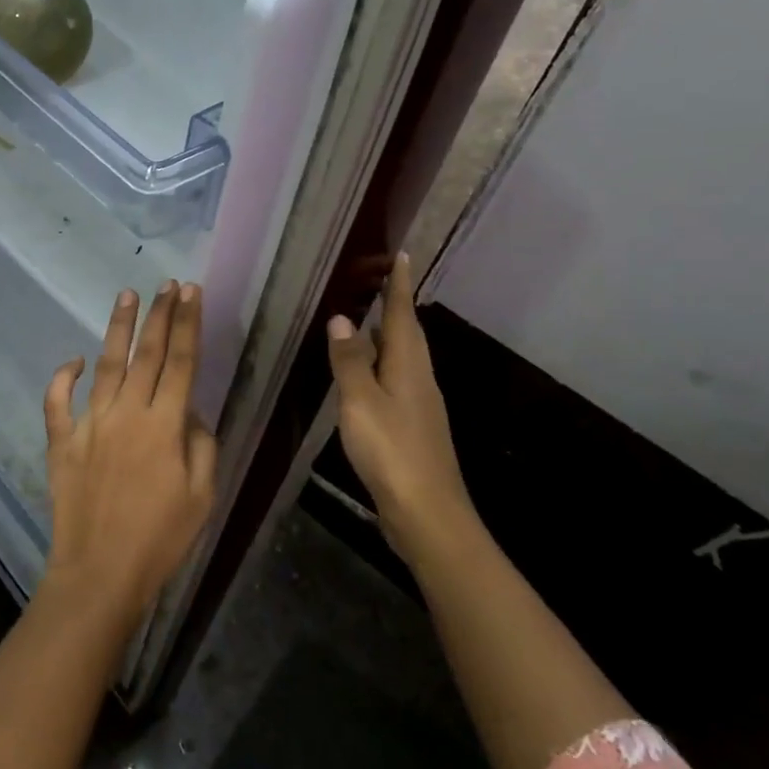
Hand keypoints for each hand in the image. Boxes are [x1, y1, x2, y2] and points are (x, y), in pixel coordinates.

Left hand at [42, 282, 216, 620]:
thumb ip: (200, 443)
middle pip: (146, 354)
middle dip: (159, 315)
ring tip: (126, 296)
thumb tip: (188, 409)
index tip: (190, 293)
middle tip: (166, 284)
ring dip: (117, 329)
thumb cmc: (161, 538)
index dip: (187, 324)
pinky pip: (58, 402)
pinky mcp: (62, 442)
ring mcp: (90, 424)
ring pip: (106, 365)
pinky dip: (63, 378)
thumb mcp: (202, 495)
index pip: (180, 362)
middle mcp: (127, 414)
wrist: (100, 572)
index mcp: (164, 425)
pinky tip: (74, 360)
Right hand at [326, 253, 474, 563]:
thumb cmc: (392, 450)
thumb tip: (342, 318)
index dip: (399, 286)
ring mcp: (418, 406)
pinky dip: (381, 367)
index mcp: (408, 367)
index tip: (401, 256)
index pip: (402, 315)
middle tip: (379, 283)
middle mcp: (419, 380)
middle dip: (395, 307)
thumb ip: (350, 360)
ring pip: (402, 359)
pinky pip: (395, 382)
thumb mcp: (361, 401)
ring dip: (386, 337)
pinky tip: (367, 376)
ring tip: (367, 322)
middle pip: (407, 335)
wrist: (426, 512)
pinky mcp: (412, 428)